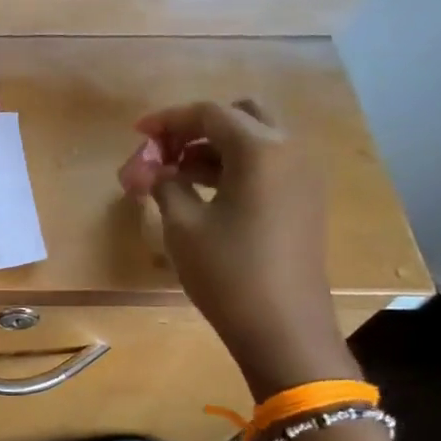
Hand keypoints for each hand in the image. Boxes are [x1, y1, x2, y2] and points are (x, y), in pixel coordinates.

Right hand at [119, 98, 355, 399]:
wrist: (283, 327)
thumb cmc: (227, 272)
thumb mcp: (183, 225)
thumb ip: (164, 184)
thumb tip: (153, 170)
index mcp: (261, 150)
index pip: (209, 113)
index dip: (168, 120)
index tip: (137, 134)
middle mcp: (290, 152)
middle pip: (240, 116)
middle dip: (197, 127)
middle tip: (164, 152)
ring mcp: (303, 177)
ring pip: (255, 141)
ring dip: (214, 147)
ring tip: (175, 176)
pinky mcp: (303, 201)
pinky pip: (266, 165)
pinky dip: (234, 167)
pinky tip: (204, 193)